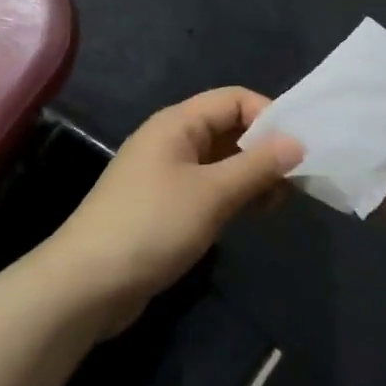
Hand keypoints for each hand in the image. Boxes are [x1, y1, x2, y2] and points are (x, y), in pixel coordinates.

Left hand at [47, 88, 303, 334]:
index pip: (234, 99)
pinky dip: (235, 195)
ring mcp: (167, 175)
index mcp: (177, 123)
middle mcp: (172, 141)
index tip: (300, 147)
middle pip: (229, 129)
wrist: (86, 286)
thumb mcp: (212, 194)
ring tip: (282, 200)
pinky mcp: (165, 207)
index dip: (269, 115)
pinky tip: (254, 214)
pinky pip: (209, 188)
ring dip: (253, 175)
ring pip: (222, 161)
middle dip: (265, 148)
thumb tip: (298, 143)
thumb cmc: (151, 226)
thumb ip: (257, 166)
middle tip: (298, 179)